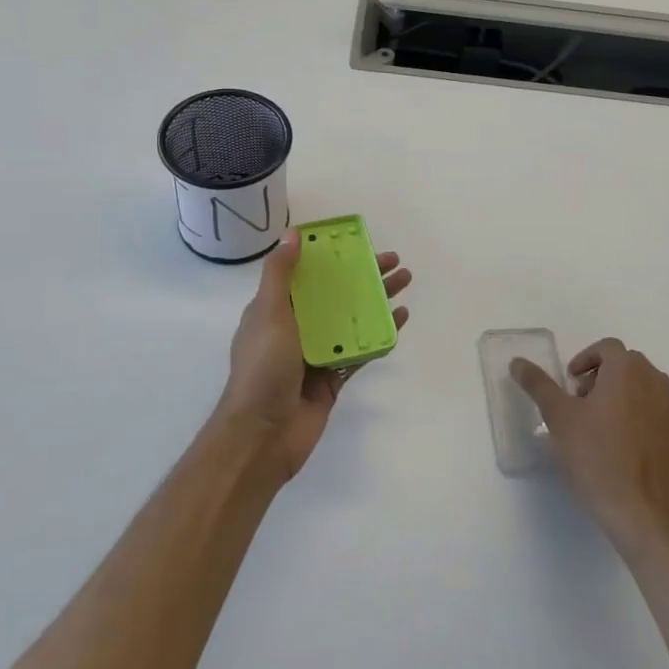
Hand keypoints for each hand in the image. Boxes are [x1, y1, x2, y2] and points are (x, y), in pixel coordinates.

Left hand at [218, 232, 411, 482]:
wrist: (263, 434)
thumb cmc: (263, 368)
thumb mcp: (269, 312)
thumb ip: (281, 274)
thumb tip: (293, 234)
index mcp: (274, 310)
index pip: (306, 275)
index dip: (331, 257)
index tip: (358, 243)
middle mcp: (295, 328)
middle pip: (334, 294)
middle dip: (363, 276)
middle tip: (394, 262)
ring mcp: (315, 354)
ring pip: (351, 320)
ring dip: (376, 301)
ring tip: (405, 283)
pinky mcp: (332, 379)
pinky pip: (359, 351)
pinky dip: (379, 335)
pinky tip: (400, 320)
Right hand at [511, 338, 668, 553]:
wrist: (640, 512)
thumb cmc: (594, 457)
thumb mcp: (558, 417)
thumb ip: (538, 384)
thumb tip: (517, 362)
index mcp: (627, 369)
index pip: (607, 348)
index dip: (586, 360)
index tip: (572, 384)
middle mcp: (659, 381)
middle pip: (630, 367)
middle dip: (606, 378)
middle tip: (586, 406)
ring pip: (651, 390)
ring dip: (631, 398)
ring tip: (611, 428)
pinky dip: (653, 422)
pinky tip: (636, 448)